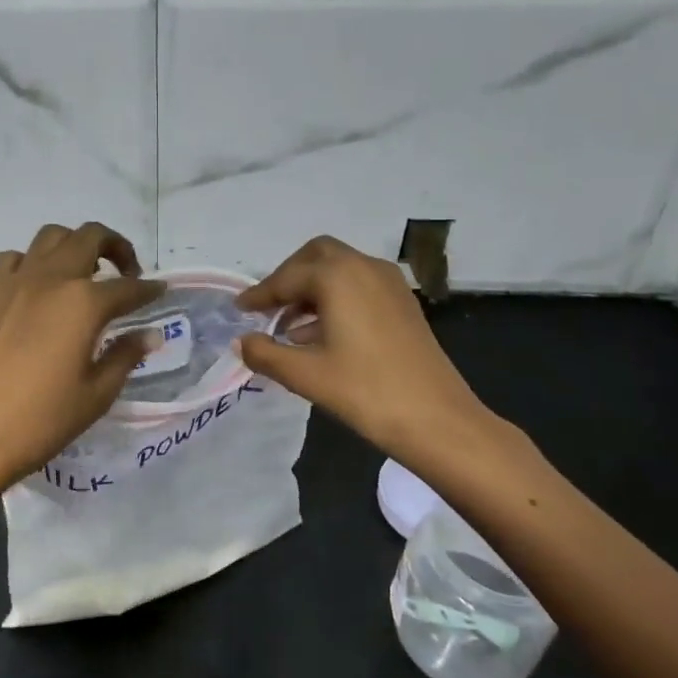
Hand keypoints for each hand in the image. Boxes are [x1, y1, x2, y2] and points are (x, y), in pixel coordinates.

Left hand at [0, 223, 163, 521]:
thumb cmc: (42, 420)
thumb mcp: (97, 394)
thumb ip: (126, 356)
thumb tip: (150, 335)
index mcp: (84, 303)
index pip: (127, 287)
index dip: (149, 290)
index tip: (160, 292)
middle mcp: (51, 278)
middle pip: (90, 237)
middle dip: (116, 247)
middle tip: (126, 274)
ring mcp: (15, 281)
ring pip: (51, 236)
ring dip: (74, 245)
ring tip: (83, 274)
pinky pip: (14, 258)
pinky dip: (33, 262)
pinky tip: (37, 288)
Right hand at [236, 236, 506, 474]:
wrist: (438, 420)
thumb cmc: (365, 391)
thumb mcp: (305, 374)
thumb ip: (265, 353)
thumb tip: (242, 342)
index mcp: (337, 276)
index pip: (287, 278)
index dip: (260, 294)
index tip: (239, 309)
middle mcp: (364, 267)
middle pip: (316, 256)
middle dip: (289, 277)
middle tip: (268, 307)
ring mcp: (389, 283)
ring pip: (340, 270)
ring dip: (312, 289)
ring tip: (288, 328)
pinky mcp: (403, 303)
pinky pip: (359, 286)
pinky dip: (335, 299)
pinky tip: (321, 336)